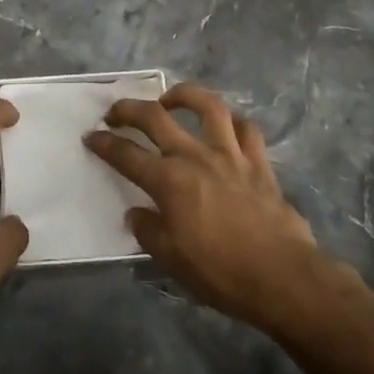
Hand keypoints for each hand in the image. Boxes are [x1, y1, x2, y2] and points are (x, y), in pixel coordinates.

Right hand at [85, 82, 326, 333]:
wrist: (281, 277)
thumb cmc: (220, 272)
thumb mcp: (171, 260)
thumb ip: (149, 230)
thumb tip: (137, 212)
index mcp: (169, 181)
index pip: (126, 155)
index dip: (104, 143)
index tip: (91, 136)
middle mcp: (196, 156)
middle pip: (156, 118)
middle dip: (129, 109)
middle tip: (116, 112)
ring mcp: (230, 154)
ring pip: (207, 106)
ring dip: (183, 95)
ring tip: (170, 99)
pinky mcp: (259, 162)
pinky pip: (246, 129)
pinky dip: (232, 122)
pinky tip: (225, 127)